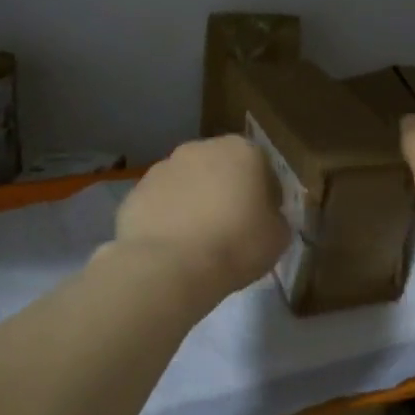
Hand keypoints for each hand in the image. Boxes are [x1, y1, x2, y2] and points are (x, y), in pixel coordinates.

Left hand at [113, 135, 289, 301]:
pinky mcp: (135, 191)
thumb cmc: (236, 246)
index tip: (264, 221)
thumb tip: (267, 217)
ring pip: (188, 183)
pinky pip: (161, 202)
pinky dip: (168, 217)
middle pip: (222, 168)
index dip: (267, 195)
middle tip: (231, 228)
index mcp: (243, 151)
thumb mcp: (278, 237)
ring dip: (195, 201)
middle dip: (226, 191)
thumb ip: (277, 218)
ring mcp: (163, 167)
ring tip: (198, 240)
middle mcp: (201, 148)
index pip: (263, 168)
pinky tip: (173, 246)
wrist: (168, 267)